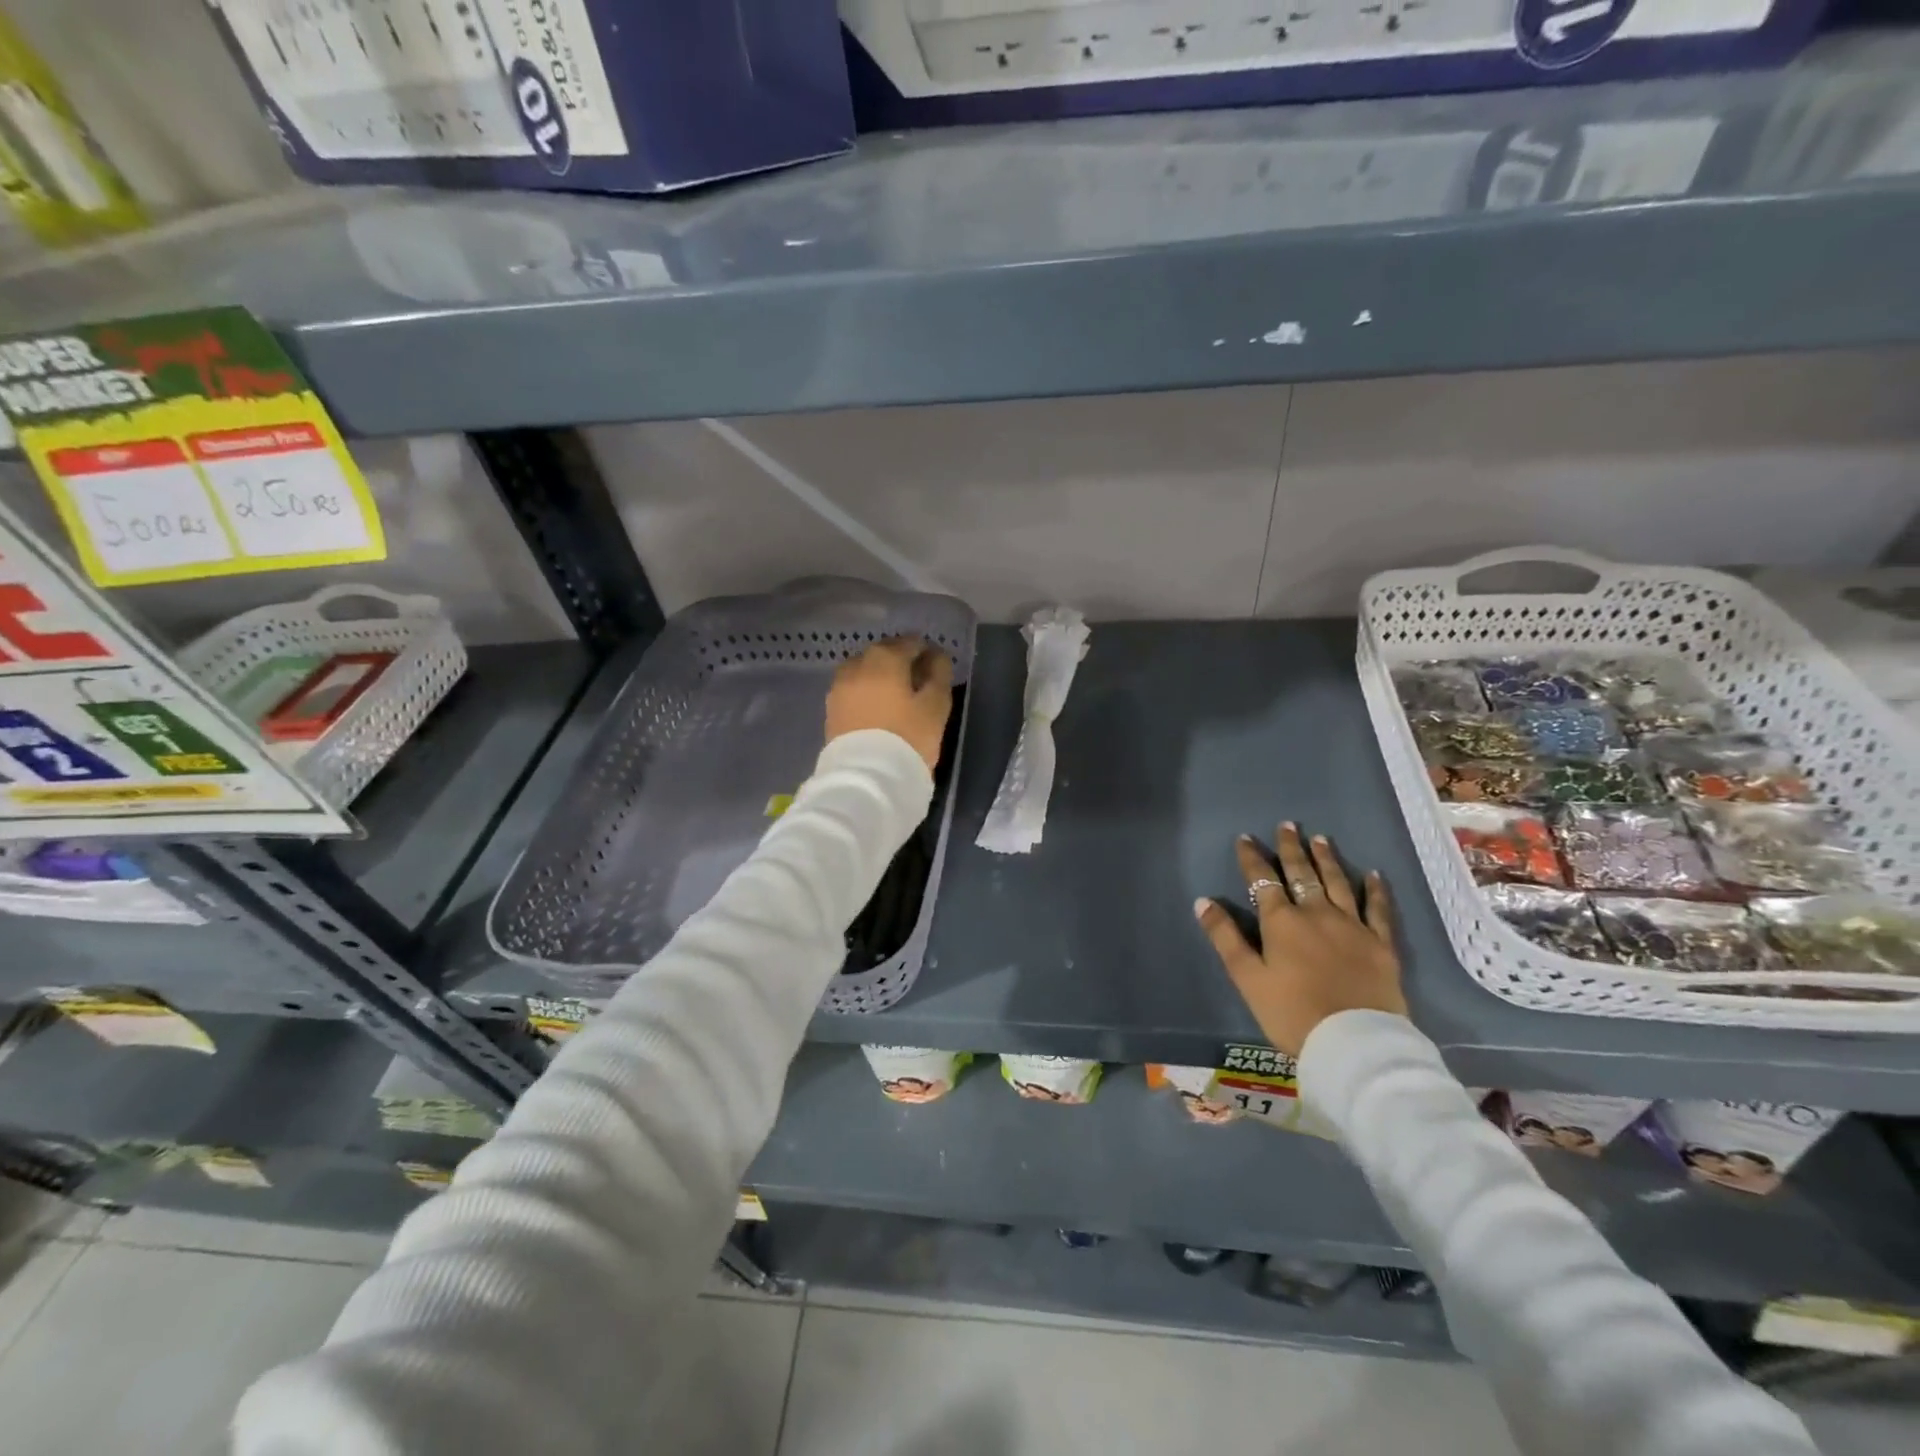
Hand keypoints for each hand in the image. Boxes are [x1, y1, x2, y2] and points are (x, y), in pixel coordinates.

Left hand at [825, 636, 953, 770]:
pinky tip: (878, 710)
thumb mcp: (936, 705)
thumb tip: (936, 656)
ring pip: (864, 671)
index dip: (927, 652)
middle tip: (918, 683)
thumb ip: (938, 674)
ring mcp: (839, 687)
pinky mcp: (831, 709)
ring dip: (881, 676)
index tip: (937, 669)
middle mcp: (857, 664)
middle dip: (901, 661)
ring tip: (897, 697)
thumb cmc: (908, 738)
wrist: (866, 778)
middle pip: (883, 653)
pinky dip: (866, 693)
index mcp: (884, 657)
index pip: (910, 642)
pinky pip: (853, 690)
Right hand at [1195, 823, 1406, 1056]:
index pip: (1263, 880)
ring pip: (1337, 883)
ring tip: (1320, 839)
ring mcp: (1353, 926)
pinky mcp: (1381, 944)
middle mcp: (1316, 914)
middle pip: (1302, 874)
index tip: (1245, 838)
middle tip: (1287, 825)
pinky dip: (1375, 889)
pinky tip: (1373, 874)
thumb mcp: (1247, 978)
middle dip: (1291, 849)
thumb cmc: (1292, 1013)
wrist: (1354, 1042)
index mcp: (1282, 922)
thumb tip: (1203, 901)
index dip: (1252, 858)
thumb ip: (1225, 937)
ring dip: (1327, 859)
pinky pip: (1378, 909)